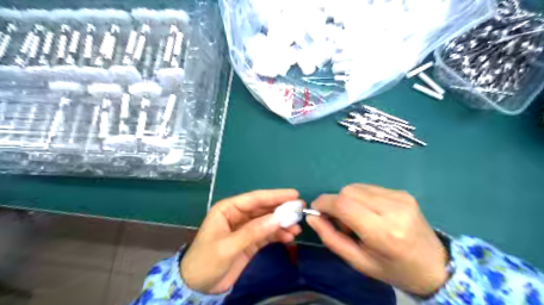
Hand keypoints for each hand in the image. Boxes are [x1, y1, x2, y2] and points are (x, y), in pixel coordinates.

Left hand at [181, 190, 301, 293]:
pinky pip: (267, 234)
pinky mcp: (251, 241)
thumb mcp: (228, 246)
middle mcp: (238, 215)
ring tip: (296, 228)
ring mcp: (245, 228)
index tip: (294, 194)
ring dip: (282, 223)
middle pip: (263, 208)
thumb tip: (278, 218)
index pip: (255, 199)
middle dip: (282, 209)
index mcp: (228, 209)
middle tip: (300, 209)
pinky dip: (278, 235)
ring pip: (267, 221)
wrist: (197, 288)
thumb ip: (253, 232)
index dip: (275, 196)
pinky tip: (289, 237)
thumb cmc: (205, 262)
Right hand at [308, 184, 448, 294]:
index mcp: (384, 232)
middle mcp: (393, 209)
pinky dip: (360, 198)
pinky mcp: (402, 192)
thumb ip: (331, 238)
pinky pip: (368, 188)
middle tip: (340, 222)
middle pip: (348, 191)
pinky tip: (369, 213)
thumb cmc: (394, 269)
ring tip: (357, 219)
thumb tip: (312, 217)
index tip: (316, 211)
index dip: (324, 203)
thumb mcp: (359, 262)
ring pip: (356, 187)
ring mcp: (400, 197)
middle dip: (335, 203)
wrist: (435, 265)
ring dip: (348, 200)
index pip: (344, 204)